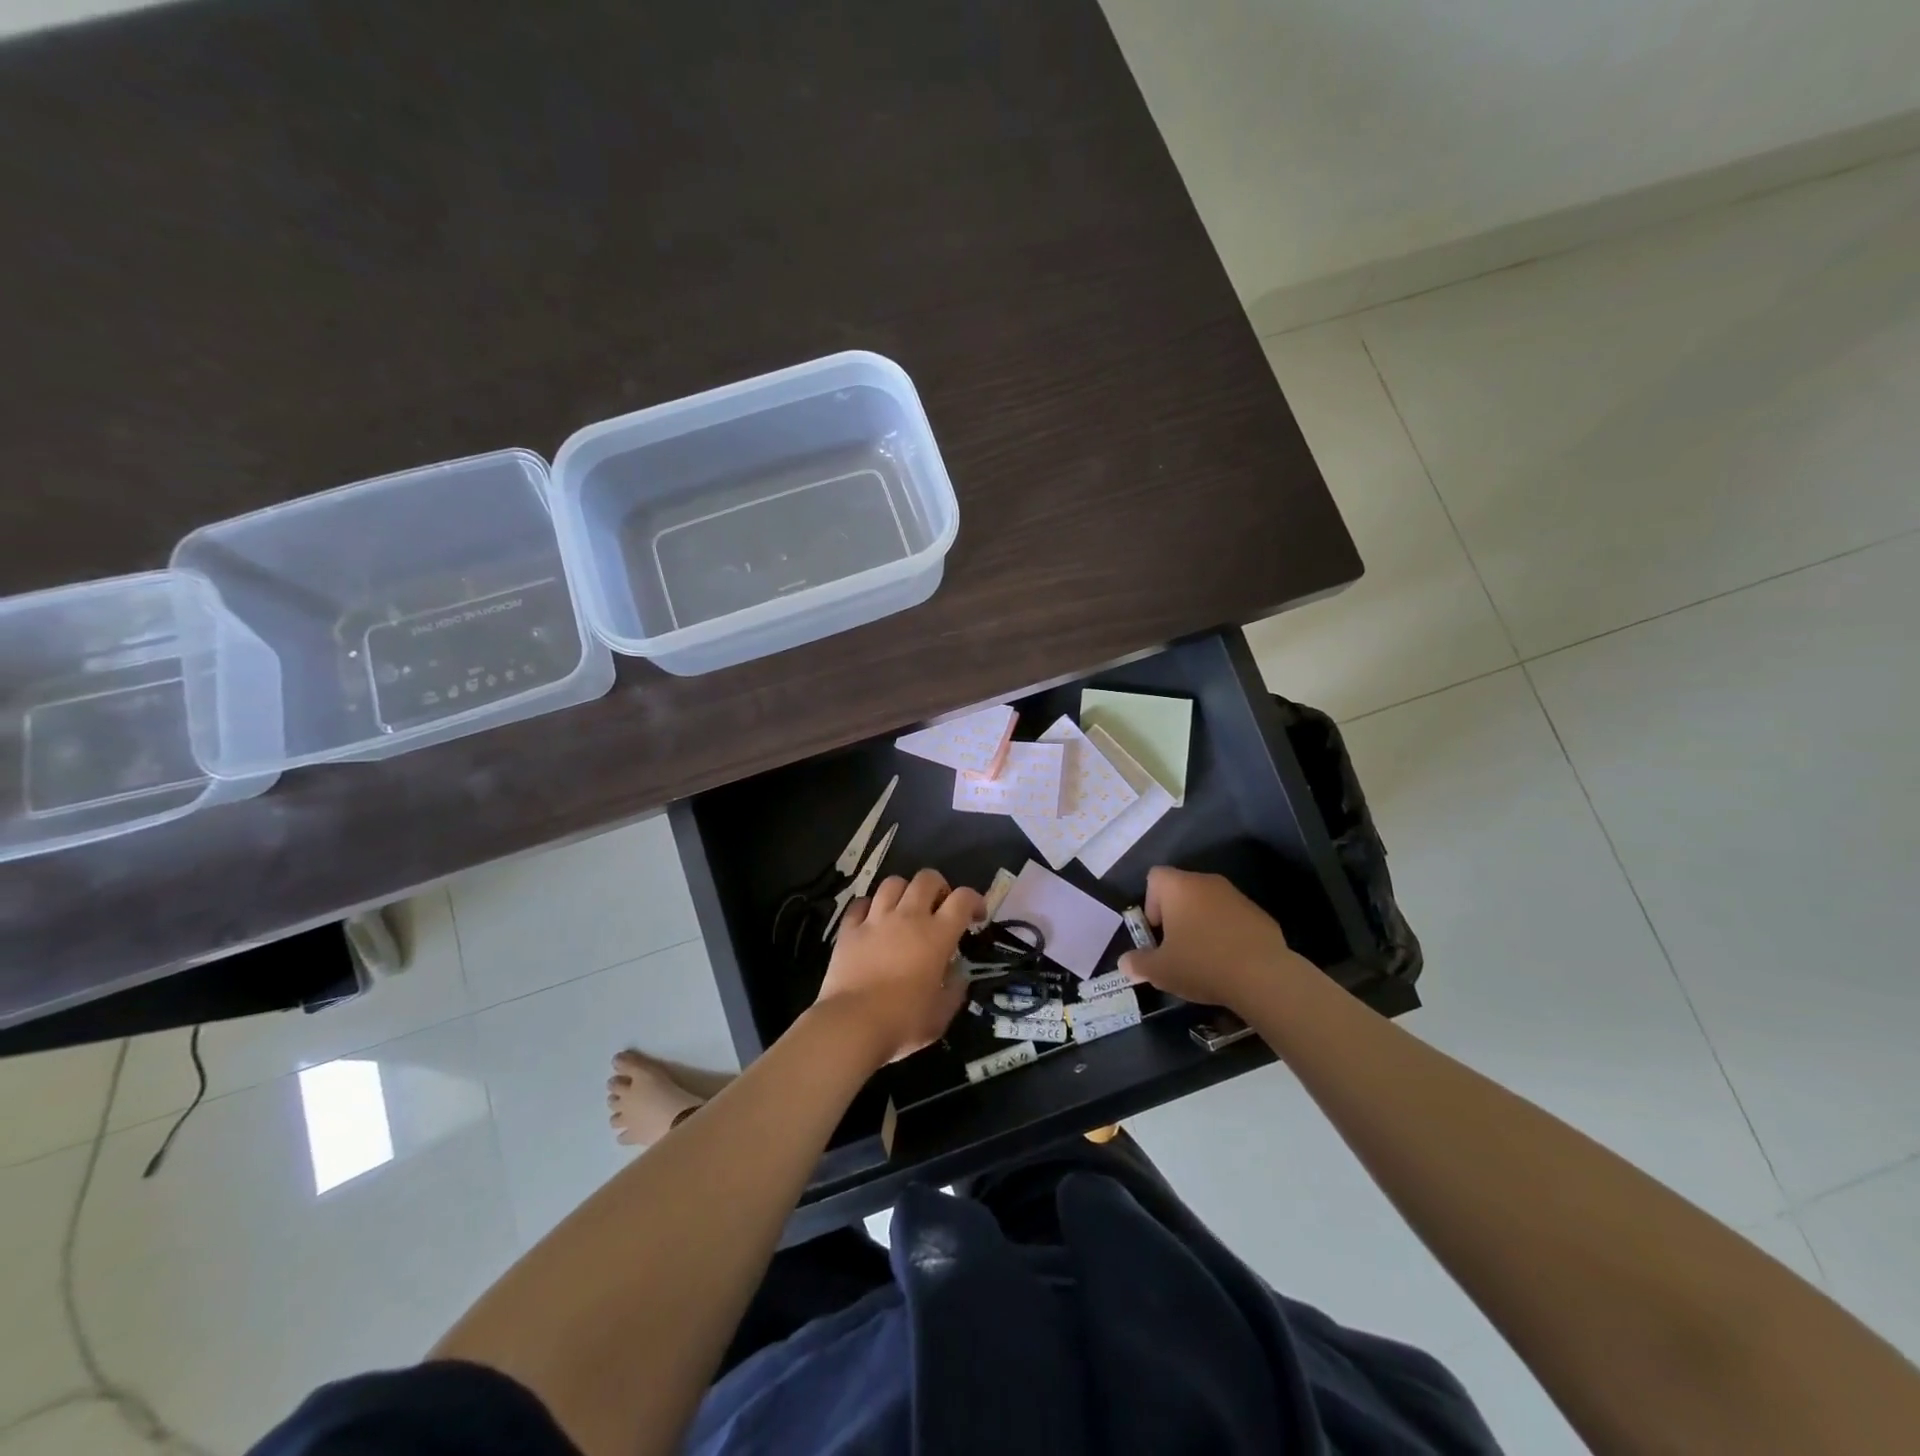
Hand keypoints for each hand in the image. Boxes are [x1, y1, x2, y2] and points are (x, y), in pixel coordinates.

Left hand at [814, 868, 981, 1065]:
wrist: (852, 1025)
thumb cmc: (903, 1022)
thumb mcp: (941, 1014)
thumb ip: (954, 990)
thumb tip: (957, 976)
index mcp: (937, 935)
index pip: (963, 899)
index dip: (975, 900)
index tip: (976, 916)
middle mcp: (908, 917)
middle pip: (927, 878)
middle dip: (939, 886)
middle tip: (939, 907)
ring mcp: (876, 920)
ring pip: (893, 883)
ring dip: (904, 891)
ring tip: (905, 910)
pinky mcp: (849, 929)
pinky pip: (860, 903)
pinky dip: (870, 906)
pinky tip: (872, 920)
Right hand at [1118, 866, 1302, 1009]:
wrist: (1263, 977)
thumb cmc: (1201, 964)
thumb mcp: (1160, 970)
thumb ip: (1138, 963)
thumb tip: (1125, 963)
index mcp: (1179, 887)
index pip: (1155, 877)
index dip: (1150, 903)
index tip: (1157, 933)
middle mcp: (1207, 882)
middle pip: (1182, 891)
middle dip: (1175, 916)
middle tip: (1176, 949)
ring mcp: (1236, 896)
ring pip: (1208, 904)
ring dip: (1201, 924)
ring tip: (1203, 958)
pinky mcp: (1259, 914)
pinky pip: (1232, 918)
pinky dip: (1225, 934)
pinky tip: (1229, 962)